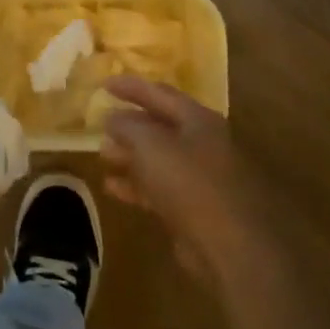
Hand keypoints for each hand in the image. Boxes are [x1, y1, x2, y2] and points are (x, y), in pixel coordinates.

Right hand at [99, 78, 269, 286]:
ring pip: (157, 159)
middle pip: (159, 126)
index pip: (159, 93)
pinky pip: (158, 188)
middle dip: (129, 124)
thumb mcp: (150, 146)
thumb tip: (112, 116)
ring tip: (102, 154)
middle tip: (100, 123)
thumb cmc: (189, 182)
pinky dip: (135, 185)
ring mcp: (199, 177)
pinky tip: (111, 187)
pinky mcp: (193, 208)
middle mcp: (201, 143)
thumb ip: (127, 126)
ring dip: (129, 156)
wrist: (229, 245)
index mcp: (197, 120)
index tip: (104, 83)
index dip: (131, 86)